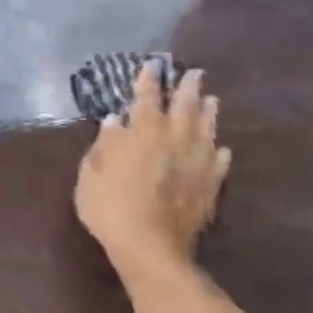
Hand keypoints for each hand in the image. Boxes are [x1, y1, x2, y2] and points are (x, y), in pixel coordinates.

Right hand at [74, 65, 230, 273]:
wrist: (151, 247)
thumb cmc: (111, 207)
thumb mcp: (91, 173)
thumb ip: (104, 144)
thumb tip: (115, 121)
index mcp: (143, 132)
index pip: (147, 97)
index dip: (148, 80)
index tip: (152, 65)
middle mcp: (175, 139)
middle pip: (185, 106)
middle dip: (188, 87)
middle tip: (194, 73)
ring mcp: (197, 162)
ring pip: (206, 129)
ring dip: (209, 112)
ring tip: (212, 100)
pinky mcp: (210, 185)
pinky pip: (219, 162)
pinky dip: (219, 151)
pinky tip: (221, 148)